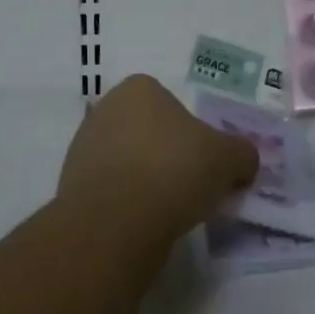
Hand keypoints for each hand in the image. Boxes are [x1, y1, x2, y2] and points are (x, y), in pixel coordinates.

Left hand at [57, 75, 258, 252]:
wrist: (114, 225)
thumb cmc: (174, 171)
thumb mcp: (229, 158)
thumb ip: (242, 154)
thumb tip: (243, 162)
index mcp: (140, 88)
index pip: (174, 106)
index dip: (194, 134)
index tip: (206, 163)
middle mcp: (106, 108)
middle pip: (149, 132)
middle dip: (168, 155)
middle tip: (191, 186)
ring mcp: (82, 148)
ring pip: (128, 162)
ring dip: (146, 180)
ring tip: (168, 211)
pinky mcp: (70, 187)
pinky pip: (111, 191)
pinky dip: (127, 204)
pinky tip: (143, 225)